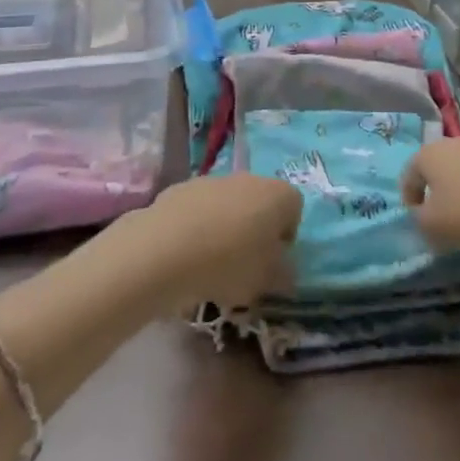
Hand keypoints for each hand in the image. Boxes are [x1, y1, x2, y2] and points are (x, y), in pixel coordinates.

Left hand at [118, 173, 303, 311]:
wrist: (165, 249)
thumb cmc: (228, 264)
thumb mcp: (266, 281)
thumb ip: (283, 275)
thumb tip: (284, 270)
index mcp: (278, 195)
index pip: (294, 208)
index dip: (286, 236)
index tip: (272, 262)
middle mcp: (249, 178)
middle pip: (260, 202)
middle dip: (256, 229)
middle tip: (244, 263)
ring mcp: (213, 180)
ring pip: (229, 204)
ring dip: (226, 226)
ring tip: (211, 262)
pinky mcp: (182, 187)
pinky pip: (200, 208)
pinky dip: (198, 225)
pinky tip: (186, 253)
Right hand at [402, 139, 459, 251]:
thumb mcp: (433, 226)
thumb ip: (419, 222)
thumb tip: (423, 217)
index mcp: (427, 155)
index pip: (408, 176)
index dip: (410, 202)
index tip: (419, 224)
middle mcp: (451, 145)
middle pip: (436, 173)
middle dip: (437, 197)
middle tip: (443, 224)